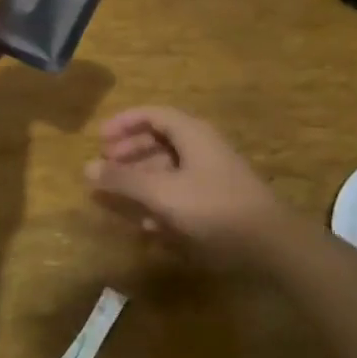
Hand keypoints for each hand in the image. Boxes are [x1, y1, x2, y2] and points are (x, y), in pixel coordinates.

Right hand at [84, 107, 288, 259]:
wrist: (270, 243)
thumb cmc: (212, 207)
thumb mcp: (162, 192)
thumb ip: (123, 180)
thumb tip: (86, 168)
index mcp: (190, 133)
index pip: (152, 114)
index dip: (123, 123)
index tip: (99, 139)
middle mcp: (201, 146)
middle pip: (159, 140)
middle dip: (129, 153)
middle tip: (105, 168)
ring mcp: (212, 174)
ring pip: (169, 168)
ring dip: (142, 180)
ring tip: (119, 198)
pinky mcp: (218, 200)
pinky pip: (181, 191)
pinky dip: (161, 200)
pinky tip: (147, 224)